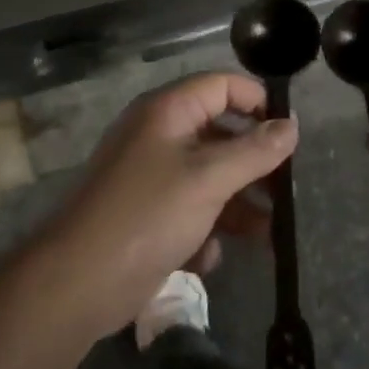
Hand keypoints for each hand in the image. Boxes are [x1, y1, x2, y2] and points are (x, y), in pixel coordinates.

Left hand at [42, 73, 297, 338]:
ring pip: (209, 177)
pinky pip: (189, 209)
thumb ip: (254, 151)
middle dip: (254, 162)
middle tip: (286, 187)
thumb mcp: (209, 179)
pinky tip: (208, 257)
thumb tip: (291, 126)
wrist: (77, 283)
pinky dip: (205, 229)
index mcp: (168, 111)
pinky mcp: (147, 214)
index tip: (289, 132)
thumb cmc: (147, 215)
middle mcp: (158, 135)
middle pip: (219, 133)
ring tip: (269, 233)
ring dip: (238, 203)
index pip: (221, 85)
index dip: (257, 101)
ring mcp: (151, 176)